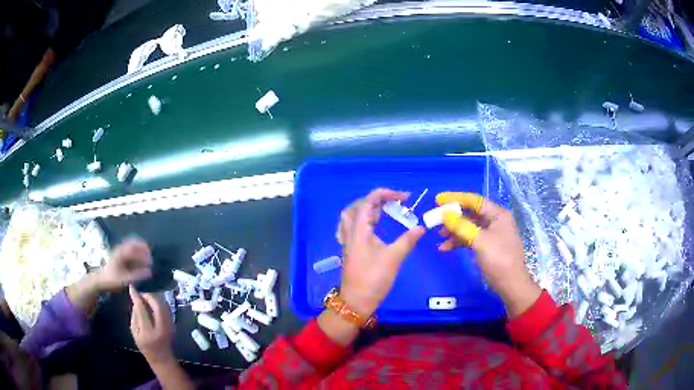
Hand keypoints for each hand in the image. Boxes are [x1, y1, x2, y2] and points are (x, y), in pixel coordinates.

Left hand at [97, 238, 151, 290]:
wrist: (101, 280)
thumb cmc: (112, 280)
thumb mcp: (125, 279)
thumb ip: (137, 275)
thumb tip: (150, 271)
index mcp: (121, 253)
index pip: (134, 246)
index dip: (144, 250)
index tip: (151, 257)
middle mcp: (121, 249)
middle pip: (134, 243)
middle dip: (143, 248)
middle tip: (150, 257)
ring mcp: (120, 251)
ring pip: (132, 246)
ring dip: (140, 250)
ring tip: (147, 259)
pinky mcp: (120, 255)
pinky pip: (130, 250)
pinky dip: (137, 253)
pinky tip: (140, 261)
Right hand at [129, 285, 173, 363]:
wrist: (162, 357)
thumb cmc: (145, 346)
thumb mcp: (135, 332)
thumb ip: (135, 316)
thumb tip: (135, 300)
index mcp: (148, 332)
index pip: (142, 310)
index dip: (136, 297)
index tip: (132, 287)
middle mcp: (161, 328)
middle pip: (157, 305)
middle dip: (148, 296)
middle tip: (141, 293)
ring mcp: (170, 326)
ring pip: (164, 305)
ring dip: (154, 298)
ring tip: (145, 297)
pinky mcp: (173, 324)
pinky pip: (166, 308)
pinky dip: (159, 302)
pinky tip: (152, 303)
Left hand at [337, 188, 424, 316]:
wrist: (356, 301)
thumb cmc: (374, 278)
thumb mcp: (393, 258)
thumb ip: (408, 240)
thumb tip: (421, 227)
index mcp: (359, 230)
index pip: (369, 201)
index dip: (386, 193)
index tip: (405, 197)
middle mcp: (350, 231)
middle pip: (358, 205)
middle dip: (377, 199)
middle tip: (395, 203)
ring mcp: (348, 240)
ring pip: (353, 215)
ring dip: (368, 208)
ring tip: (385, 210)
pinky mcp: (351, 248)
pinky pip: (353, 226)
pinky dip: (364, 219)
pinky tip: (374, 226)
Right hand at [436, 192, 540, 316]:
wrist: (510, 285)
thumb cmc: (499, 259)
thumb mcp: (480, 241)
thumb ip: (462, 226)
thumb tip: (445, 214)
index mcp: (498, 215)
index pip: (475, 201)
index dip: (456, 199)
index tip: (438, 199)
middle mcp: (495, 221)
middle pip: (471, 213)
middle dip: (453, 216)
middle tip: (436, 218)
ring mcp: (491, 235)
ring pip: (469, 227)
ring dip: (454, 230)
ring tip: (439, 236)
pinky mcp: (487, 247)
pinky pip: (470, 238)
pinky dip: (459, 241)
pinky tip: (446, 248)